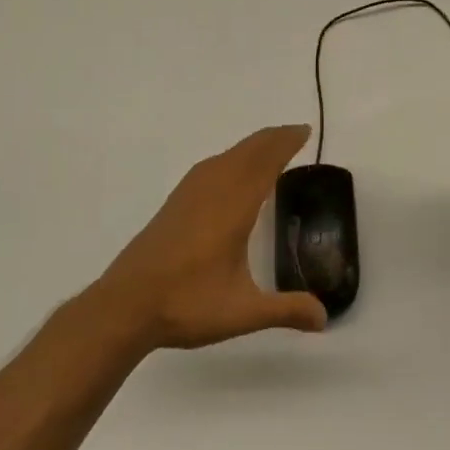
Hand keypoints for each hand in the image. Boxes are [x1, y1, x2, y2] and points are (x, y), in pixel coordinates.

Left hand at [90, 125, 328, 350]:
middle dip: (272, 139)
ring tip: (269, 148)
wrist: (124, 306)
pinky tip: (228, 172)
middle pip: (246, 152)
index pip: (264, 163)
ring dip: (250, 146)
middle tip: (295, 133)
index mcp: (233, 207)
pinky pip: (209, 167)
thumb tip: (324, 318)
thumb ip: (285, 310)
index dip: (285, 144)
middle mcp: (212, 192)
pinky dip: (230, 159)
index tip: (304, 130)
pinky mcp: (174, 205)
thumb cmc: (186, 304)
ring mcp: (189, 196)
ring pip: (225, 157)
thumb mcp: (242, 312)